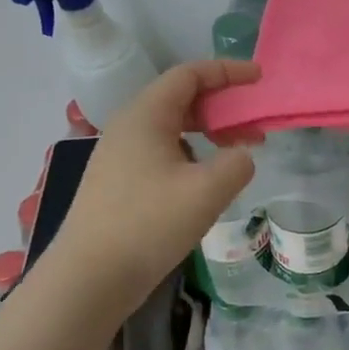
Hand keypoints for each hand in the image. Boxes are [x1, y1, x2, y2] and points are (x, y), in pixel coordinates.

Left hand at [51, 59, 262, 299]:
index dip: (227, 71)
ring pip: (172, 128)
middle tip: (255, 123)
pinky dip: (192, 154)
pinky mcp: (119, 184)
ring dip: (209, 132)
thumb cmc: (148, 224)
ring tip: (238, 153)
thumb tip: (241, 155)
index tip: (259, 79)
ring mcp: (120, 157)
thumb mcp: (207, 191)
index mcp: (146, 116)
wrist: (89, 278)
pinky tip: (207, 182)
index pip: (189, 74)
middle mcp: (129, 127)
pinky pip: (162, 153)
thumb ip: (237, 163)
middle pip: (181, 98)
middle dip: (223, 104)